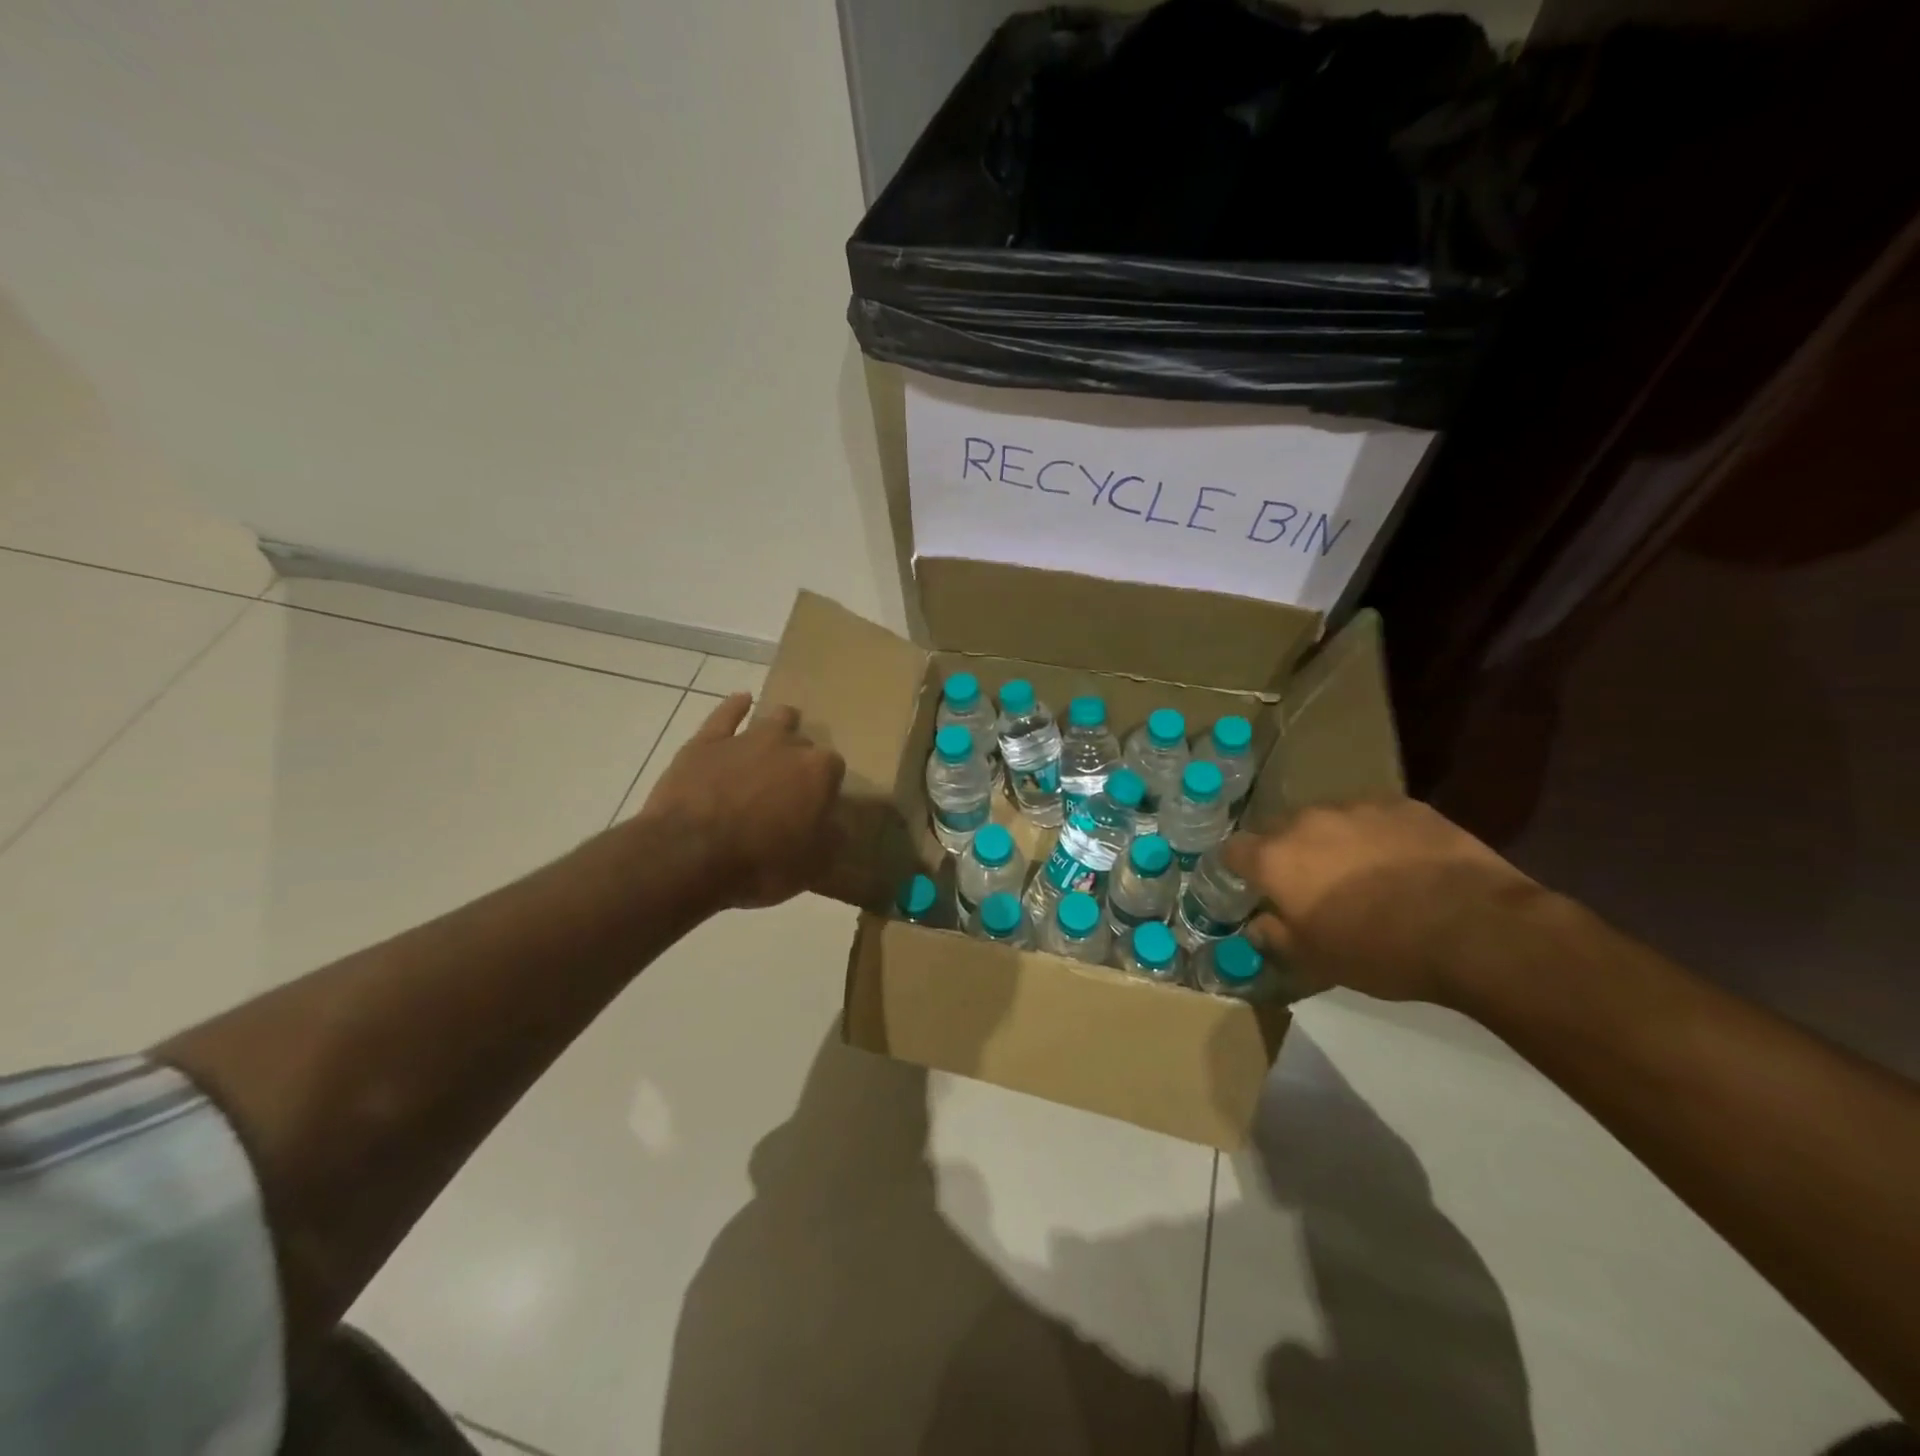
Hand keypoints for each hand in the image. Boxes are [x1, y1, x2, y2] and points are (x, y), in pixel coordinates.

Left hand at [640, 694, 844, 911]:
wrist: (688, 853)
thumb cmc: (759, 863)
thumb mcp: (811, 865)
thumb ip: (832, 839)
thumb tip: (839, 826)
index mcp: (818, 771)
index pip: (834, 768)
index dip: (826, 786)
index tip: (817, 805)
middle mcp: (788, 745)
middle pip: (804, 744)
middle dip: (800, 760)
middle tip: (789, 787)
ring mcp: (746, 738)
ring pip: (773, 720)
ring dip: (779, 727)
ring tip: (776, 742)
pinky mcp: (707, 741)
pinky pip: (726, 714)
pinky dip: (736, 706)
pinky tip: (742, 700)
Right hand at [1222, 799, 1544, 1005]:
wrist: (1474, 928)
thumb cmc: (1381, 951)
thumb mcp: (1318, 961)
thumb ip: (1277, 937)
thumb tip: (1259, 925)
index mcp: (1276, 859)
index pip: (1233, 850)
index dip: (1239, 868)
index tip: (1254, 887)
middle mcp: (1307, 822)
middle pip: (1282, 831)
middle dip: (1290, 854)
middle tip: (1314, 886)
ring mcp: (1357, 807)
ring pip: (1330, 821)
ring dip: (1334, 842)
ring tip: (1364, 874)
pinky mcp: (1403, 804)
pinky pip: (1375, 817)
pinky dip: (1378, 836)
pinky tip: (1404, 864)